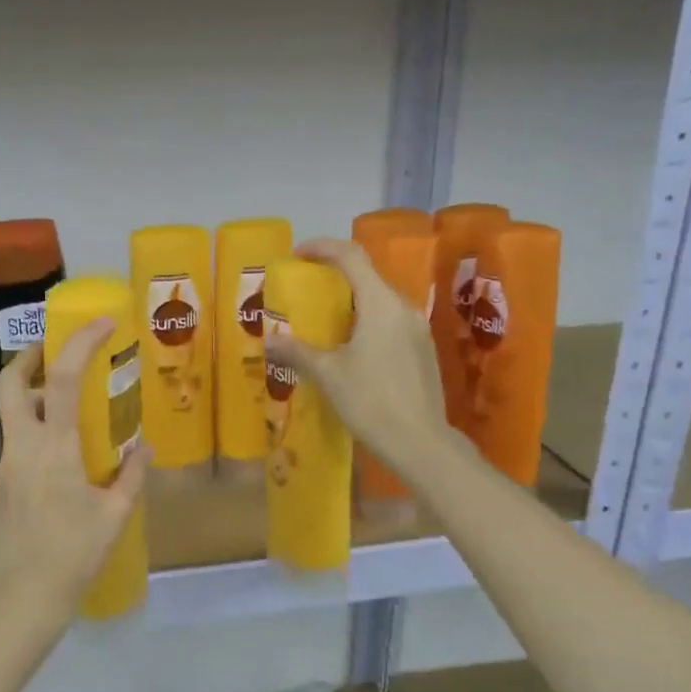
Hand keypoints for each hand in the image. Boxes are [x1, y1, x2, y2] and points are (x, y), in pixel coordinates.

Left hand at [0, 321, 149, 628]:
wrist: (22, 599)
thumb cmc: (74, 556)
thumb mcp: (114, 515)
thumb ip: (131, 474)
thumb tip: (143, 446)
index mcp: (54, 450)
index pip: (63, 379)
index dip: (81, 343)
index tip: (102, 323)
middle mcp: (22, 447)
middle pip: (11, 382)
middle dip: (31, 356)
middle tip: (58, 350)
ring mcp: (6, 465)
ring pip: (12, 411)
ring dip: (35, 393)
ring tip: (70, 402)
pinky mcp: (2, 484)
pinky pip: (16, 439)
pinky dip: (36, 425)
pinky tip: (63, 449)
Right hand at [265, 237, 451, 477]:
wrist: (420, 442)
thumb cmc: (371, 401)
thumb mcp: (328, 375)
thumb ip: (297, 352)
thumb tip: (268, 341)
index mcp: (381, 303)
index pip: (351, 256)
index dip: (322, 248)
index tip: (296, 256)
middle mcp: (403, 307)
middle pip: (367, 276)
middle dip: (333, 276)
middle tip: (304, 290)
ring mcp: (417, 329)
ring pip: (379, 300)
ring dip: (350, 301)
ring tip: (322, 320)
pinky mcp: (422, 350)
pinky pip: (389, 321)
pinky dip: (365, 321)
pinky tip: (349, 347)